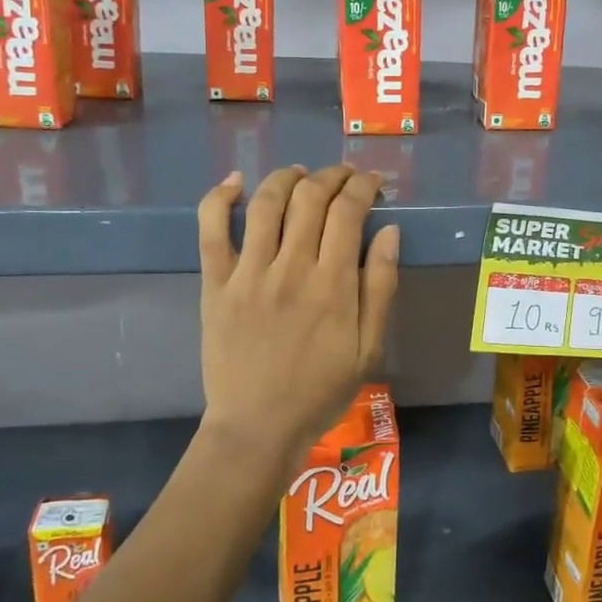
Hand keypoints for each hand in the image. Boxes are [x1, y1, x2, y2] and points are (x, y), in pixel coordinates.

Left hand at [197, 164, 400, 475]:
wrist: (257, 427)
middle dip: (332, 175)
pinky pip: (211, 229)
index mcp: (332, 284)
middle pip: (310, 197)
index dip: (363, 186)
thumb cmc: (320, 391)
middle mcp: (290, 268)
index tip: (372, 182)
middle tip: (344, 177)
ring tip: (301, 174)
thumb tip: (389, 230)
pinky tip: (236, 182)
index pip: (348, 211)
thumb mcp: (369, 347)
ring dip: (287, 177)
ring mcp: (248, 273)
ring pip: (266, 202)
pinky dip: (220, 197)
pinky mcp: (215, 283)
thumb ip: (381, 286)